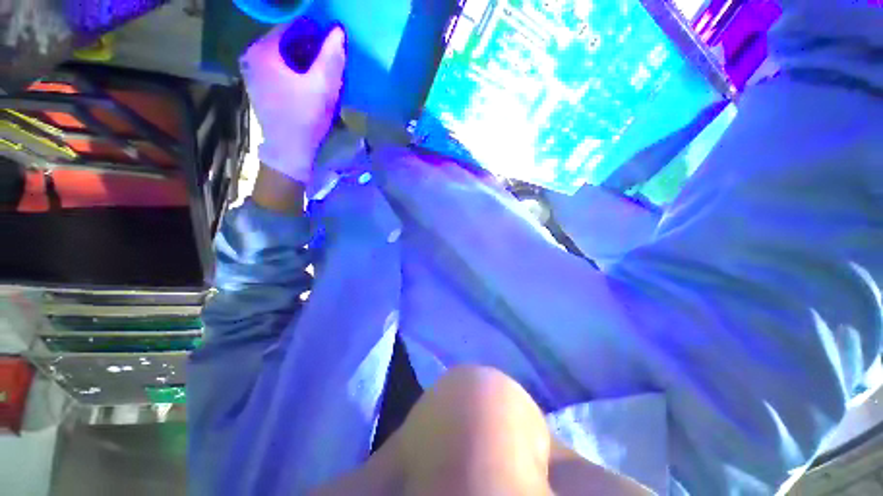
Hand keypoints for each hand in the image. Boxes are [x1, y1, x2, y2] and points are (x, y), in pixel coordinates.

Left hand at [240, 23, 346, 182]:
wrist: (289, 152)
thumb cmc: (305, 118)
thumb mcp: (323, 86)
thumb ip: (331, 56)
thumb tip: (338, 30)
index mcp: (263, 50)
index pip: (292, 25)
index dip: (316, 32)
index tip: (333, 47)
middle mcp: (253, 55)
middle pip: (287, 40)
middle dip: (311, 48)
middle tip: (331, 63)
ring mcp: (254, 71)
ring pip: (285, 55)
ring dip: (305, 61)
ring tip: (323, 75)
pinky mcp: (260, 86)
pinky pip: (281, 68)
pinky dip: (296, 71)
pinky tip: (309, 85)